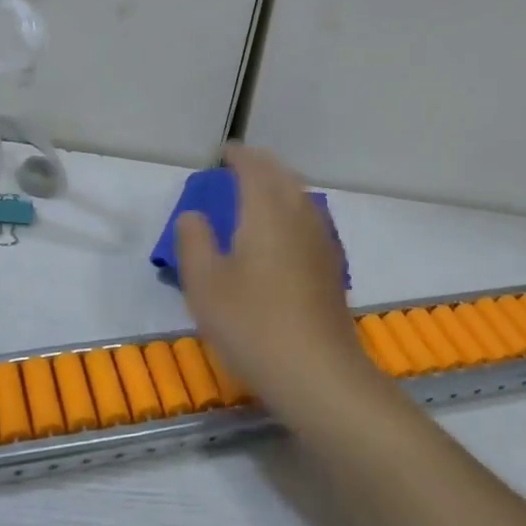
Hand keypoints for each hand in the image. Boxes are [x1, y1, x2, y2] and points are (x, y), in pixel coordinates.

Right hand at [174, 145, 375, 409]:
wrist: (318, 372)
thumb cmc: (252, 324)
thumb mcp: (204, 284)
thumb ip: (194, 241)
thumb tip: (194, 215)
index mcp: (267, 212)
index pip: (254, 168)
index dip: (238, 156)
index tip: (222, 153)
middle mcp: (299, 217)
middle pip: (283, 177)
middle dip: (261, 166)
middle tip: (238, 167)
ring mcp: (321, 243)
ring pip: (301, 198)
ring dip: (279, 187)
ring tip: (258, 194)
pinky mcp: (331, 269)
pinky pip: (310, 221)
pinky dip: (292, 212)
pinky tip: (283, 234)